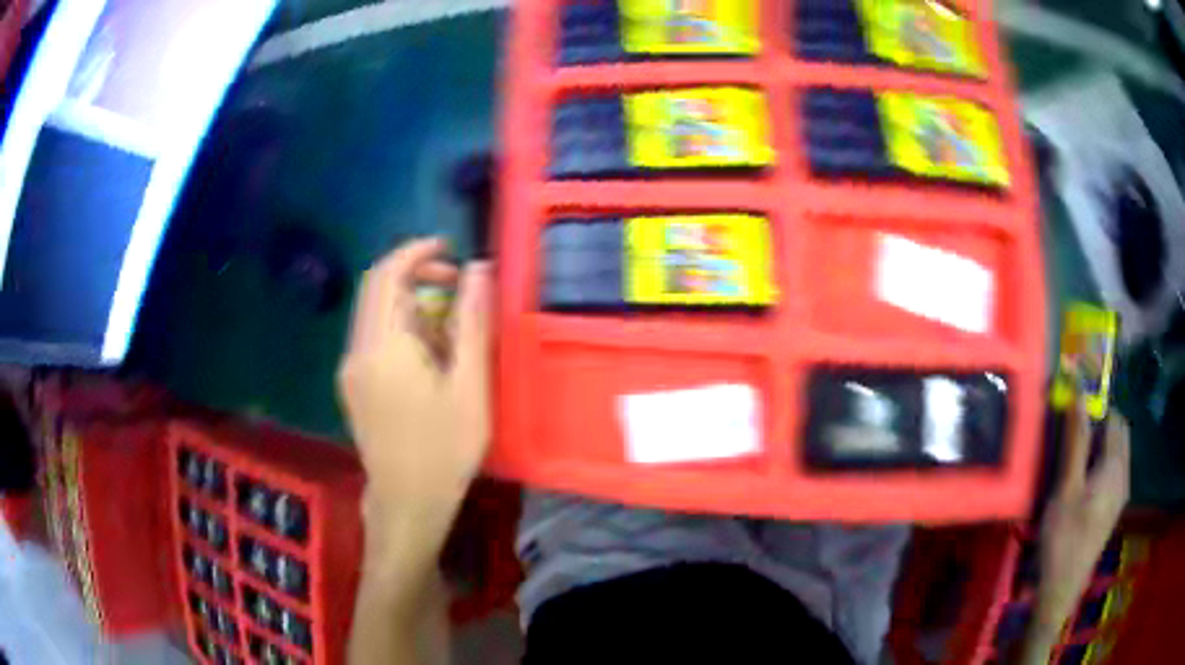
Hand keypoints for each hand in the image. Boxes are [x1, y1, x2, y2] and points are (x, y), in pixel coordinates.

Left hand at [337, 238, 490, 513]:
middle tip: (456, 283)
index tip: (448, 247)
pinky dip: (400, 326)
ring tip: (450, 321)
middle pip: (376, 289)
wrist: (407, 504)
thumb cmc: (444, 449)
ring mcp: (352, 369)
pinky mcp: (354, 386)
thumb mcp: (469, 386)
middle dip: (415, 274)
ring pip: (374, 313)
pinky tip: (429, 352)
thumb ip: (472, 322)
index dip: (415, 251)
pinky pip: (373, 338)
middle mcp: (358, 350)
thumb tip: (478, 269)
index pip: (387, 274)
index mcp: (384, 346)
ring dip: (409, 301)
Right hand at [1033, 403, 1129, 638]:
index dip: (1097, 407)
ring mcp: (1120, 493)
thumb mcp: (1066, 489)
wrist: (1061, 590)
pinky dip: (1102, 462)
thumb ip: (1076, 442)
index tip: (1075, 411)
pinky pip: (1114, 470)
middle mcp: (1124, 475)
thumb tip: (1078, 395)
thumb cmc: (1063, 538)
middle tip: (1074, 434)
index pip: (1114, 418)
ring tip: (1076, 459)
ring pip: (1117, 452)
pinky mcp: (1114, 508)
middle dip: (1101, 424)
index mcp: (1116, 467)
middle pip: (1119, 433)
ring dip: (1101, 444)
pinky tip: (1083, 482)